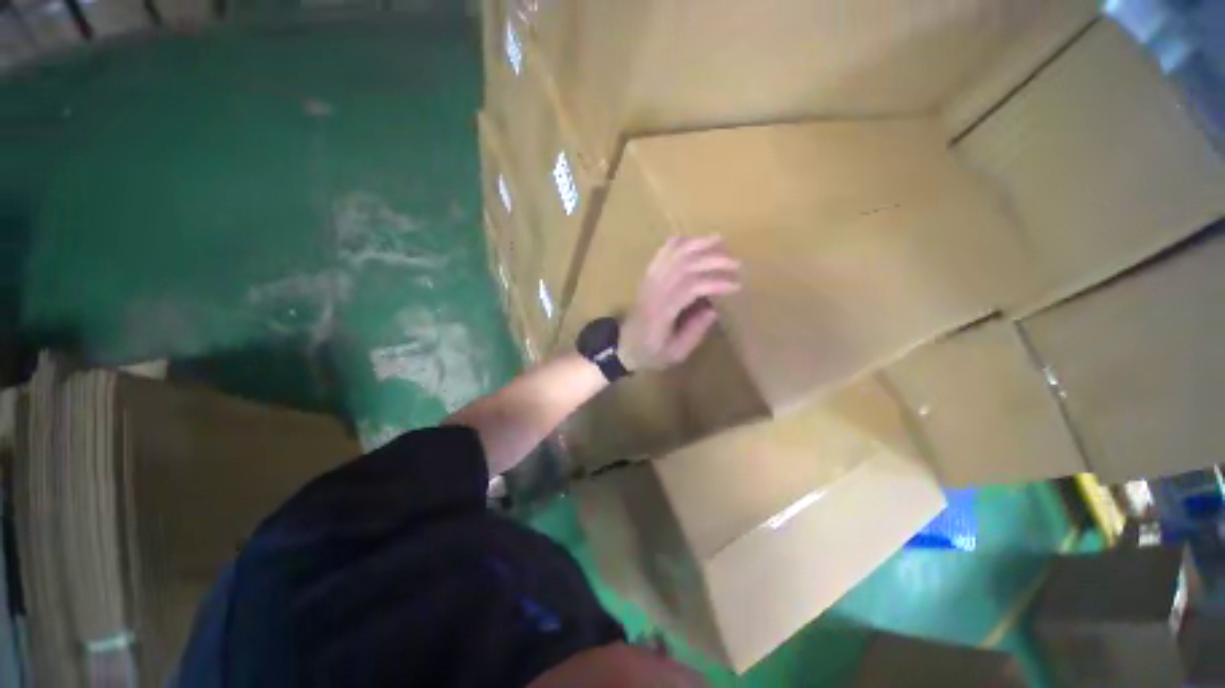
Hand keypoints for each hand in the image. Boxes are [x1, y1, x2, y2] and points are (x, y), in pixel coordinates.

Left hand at [619, 236, 741, 371]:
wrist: (622, 347)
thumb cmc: (650, 354)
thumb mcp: (675, 353)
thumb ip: (694, 332)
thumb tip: (713, 309)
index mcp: (661, 312)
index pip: (690, 287)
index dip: (714, 282)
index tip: (736, 285)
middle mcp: (654, 291)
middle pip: (683, 265)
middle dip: (712, 259)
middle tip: (736, 263)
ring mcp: (648, 281)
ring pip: (672, 254)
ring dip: (697, 244)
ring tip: (720, 241)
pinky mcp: (646, 276)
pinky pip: (661, 253)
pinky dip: (678, 243)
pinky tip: (694, 240)